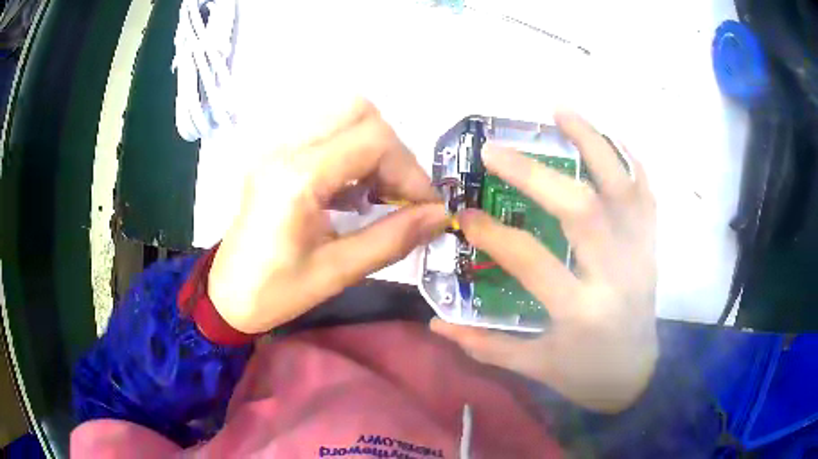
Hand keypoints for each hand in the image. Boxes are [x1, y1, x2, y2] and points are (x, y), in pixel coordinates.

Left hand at [209, 99, 448, 332]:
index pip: (372, 141)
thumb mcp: (337, 272)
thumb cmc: (275, 292)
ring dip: (373, 148)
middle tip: (399, 194)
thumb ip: (393, 239)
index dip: (410, 170)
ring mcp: (277, 147)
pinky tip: (352, 192)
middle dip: (392, 151)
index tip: (425, 206)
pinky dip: (352, 153)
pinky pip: (325, 133)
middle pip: (358, 112)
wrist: (225, 295)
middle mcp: (285, 149)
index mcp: (297, 178)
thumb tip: (441, 217)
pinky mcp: (277, 155)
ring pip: (342, 116)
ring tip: (378, 194)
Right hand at [431, 112, 657, 412]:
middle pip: (580, 208)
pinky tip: (606, 137)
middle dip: (533, 174)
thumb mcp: (534, 366)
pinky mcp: (651, 244)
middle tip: (494, 151)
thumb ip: (485, 345)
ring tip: (559, 111)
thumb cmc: (584, 373)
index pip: (531, 260)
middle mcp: (616, 274)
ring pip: (621, 186)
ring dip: (591, 142)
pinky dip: (628, 159)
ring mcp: (640, 253)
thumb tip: (436, 323)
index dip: (492, 233)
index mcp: (581, 311)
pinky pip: (646, 192)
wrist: (636, 373)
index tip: (464, 214)